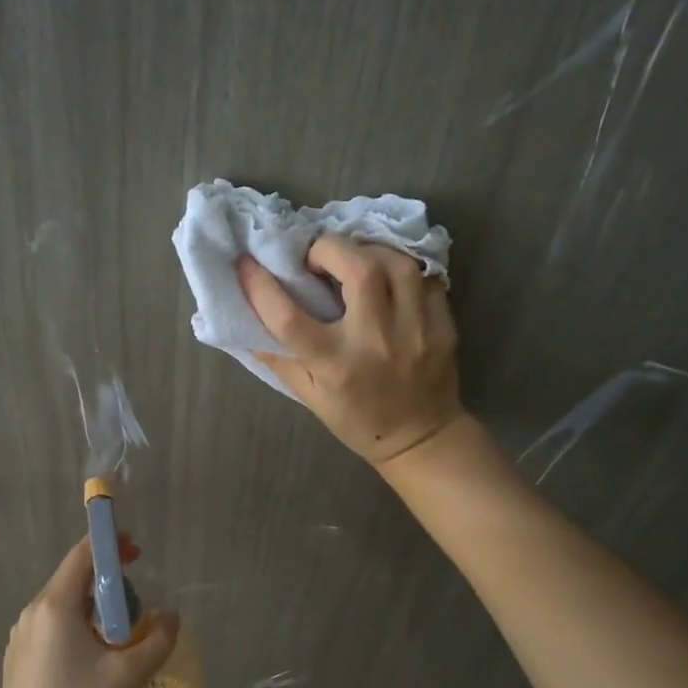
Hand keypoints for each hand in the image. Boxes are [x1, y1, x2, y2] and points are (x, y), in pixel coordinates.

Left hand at [0, 535, 179, 687]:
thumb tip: (171, 616)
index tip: (138, 553)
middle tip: (137, 611)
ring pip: (64, 604)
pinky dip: (77, 627)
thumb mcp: (129, 676)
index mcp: (55, 606)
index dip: (111, 545)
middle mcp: (32, 612)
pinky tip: (92, 662)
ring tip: (119, 642)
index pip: (83, 554)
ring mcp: (21, 636)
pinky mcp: (18, 658)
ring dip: (95, 609)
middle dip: (109, 584)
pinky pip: (52, 626)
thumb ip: (159, 639)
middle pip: (74, 578)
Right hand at [237, 234, 464, 466]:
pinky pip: (426, 278)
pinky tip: (388, 276)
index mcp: (335, 365)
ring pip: (396, 264)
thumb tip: (243, 320)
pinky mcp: (443, 326)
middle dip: (330, 248)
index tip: (247, 263)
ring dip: (369, 250)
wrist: (422, 439)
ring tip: (355, 258)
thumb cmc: (357, 420)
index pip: (288, 317)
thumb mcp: (309, 396)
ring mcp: (415, 331)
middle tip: (317, 256)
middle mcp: (375, 343)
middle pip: (357, 270)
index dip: (260, 285)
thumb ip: (279, 357)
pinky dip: (403, 268)